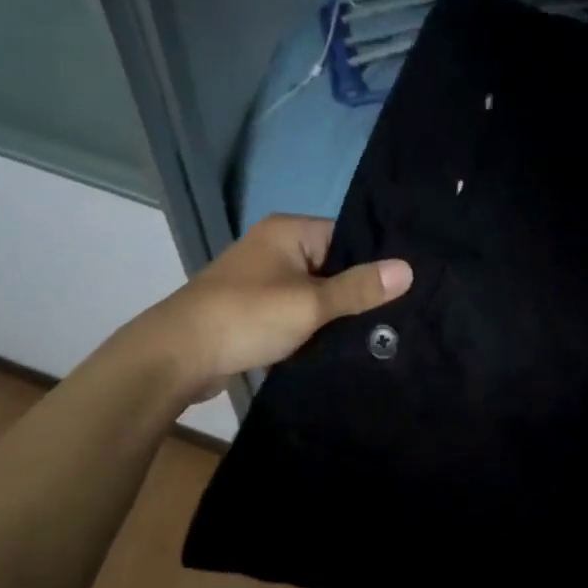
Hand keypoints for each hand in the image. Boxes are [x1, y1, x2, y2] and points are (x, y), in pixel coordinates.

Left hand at [135, 215, 411, 397]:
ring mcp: (261, 281)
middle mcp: (274, 248)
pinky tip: (336, 346)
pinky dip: (311, 329)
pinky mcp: (253, 311)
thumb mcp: (310, 303)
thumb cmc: (247, 317)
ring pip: (313, 294)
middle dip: (355, 293)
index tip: (403, 289)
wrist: (178, 356)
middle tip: (394, 318)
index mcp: (287, 231)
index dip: (373, 262)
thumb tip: (408, 269)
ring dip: (333, 315)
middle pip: (331, 266)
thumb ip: (359, 288)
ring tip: (373, 335)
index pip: (346, 236)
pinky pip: (294, 314)